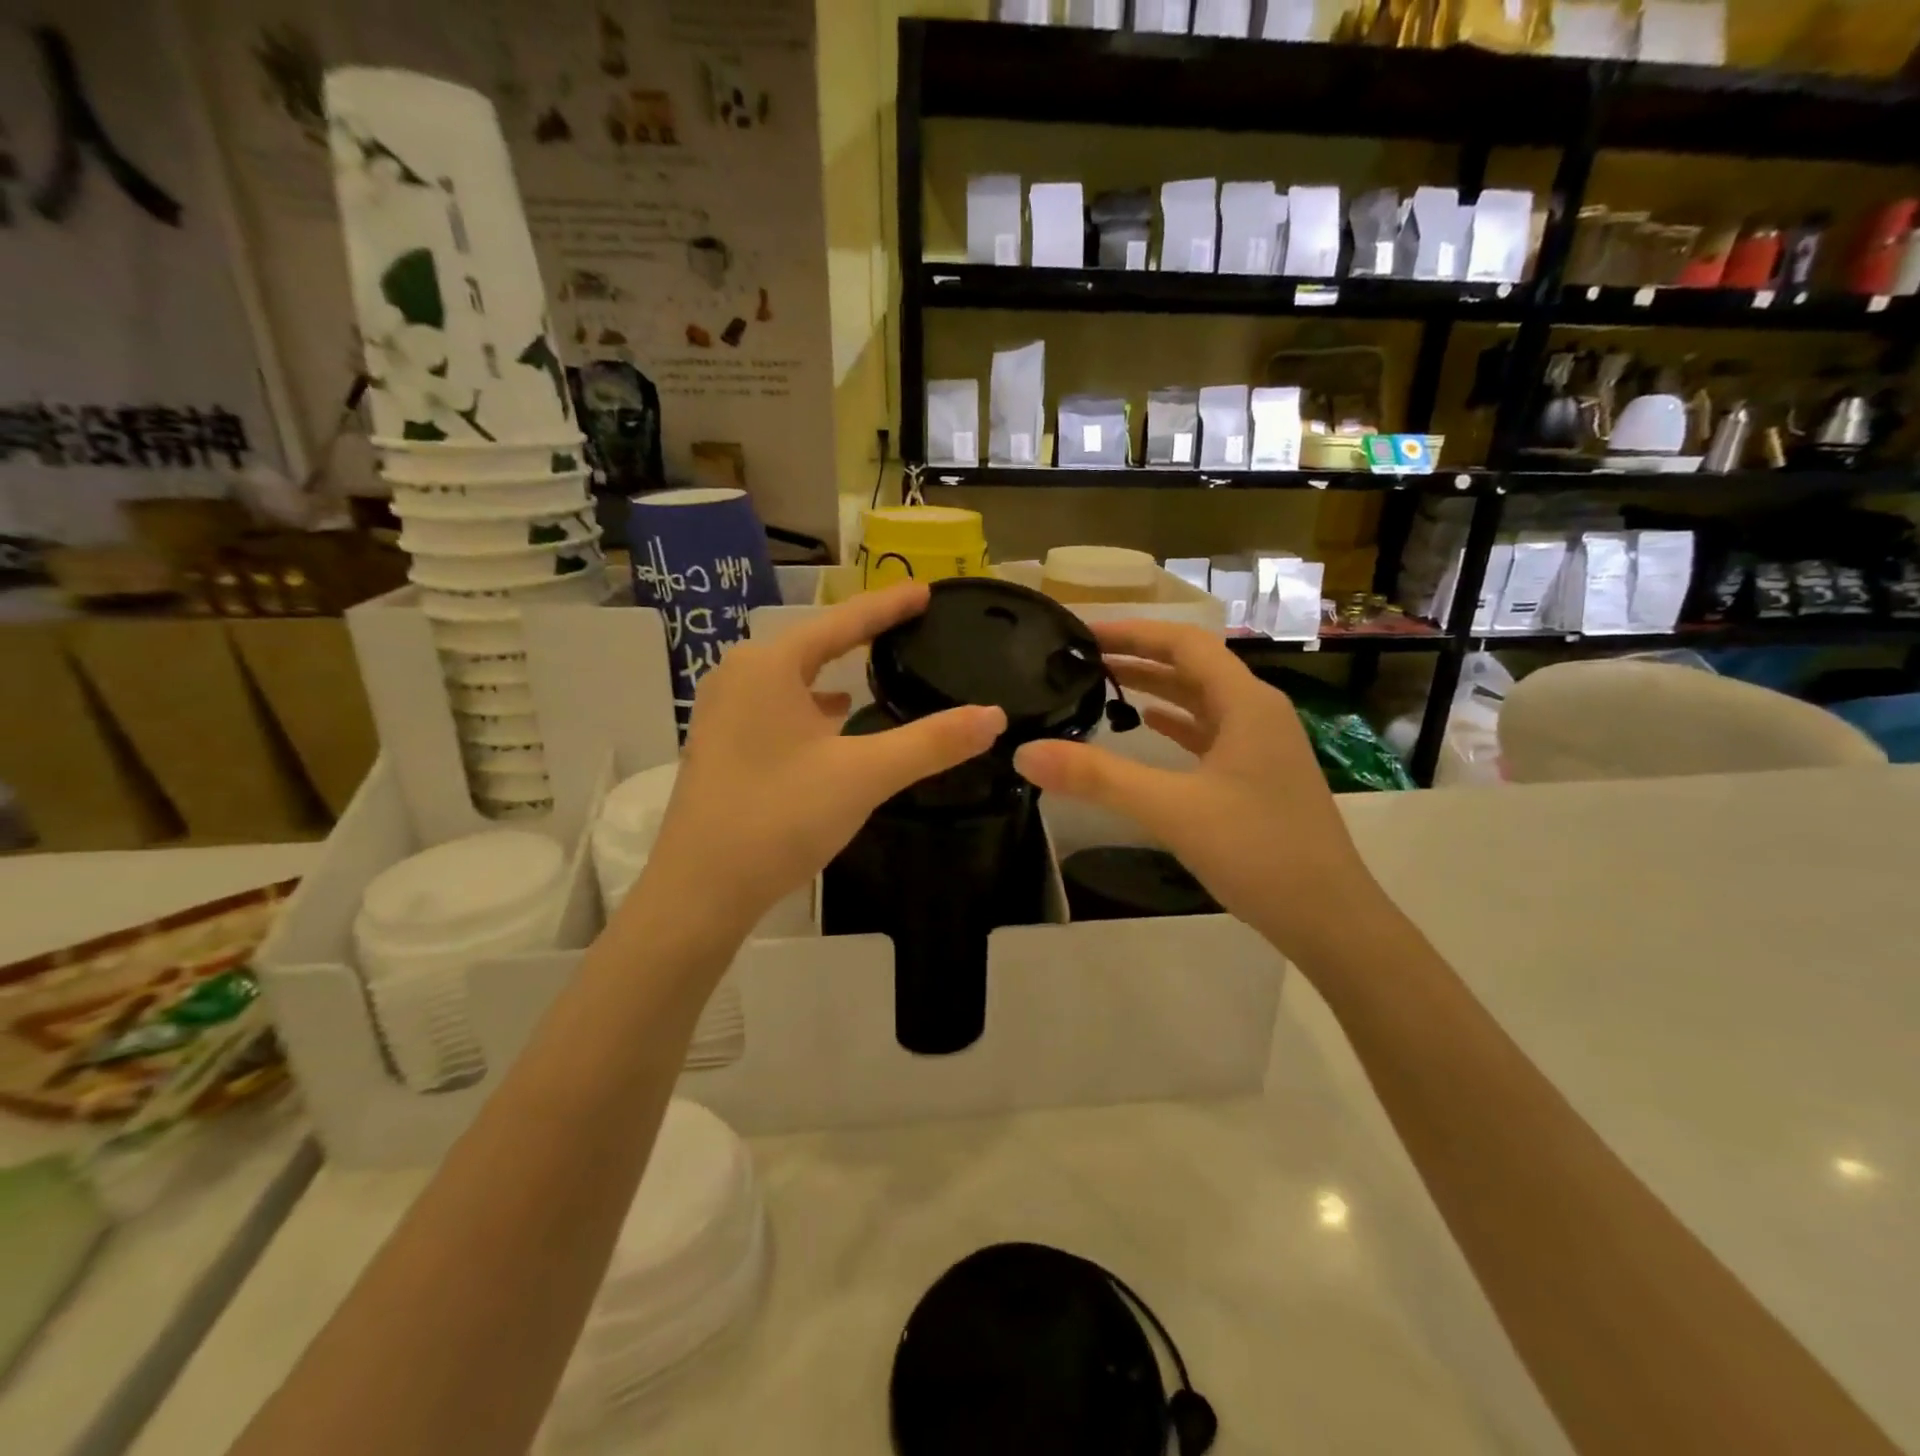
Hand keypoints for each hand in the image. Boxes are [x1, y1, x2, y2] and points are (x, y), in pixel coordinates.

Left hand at [640, 582, 1005, 936]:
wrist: (700, 891)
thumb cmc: (780, 818)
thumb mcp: (864, 775)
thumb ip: (931, 743)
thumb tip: (994, 716)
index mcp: (768, 666)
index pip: (842, 622)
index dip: (888, 605)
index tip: (926, 589)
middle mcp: (739, 676)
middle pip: (814, 643)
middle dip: (860, 634)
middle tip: (907, 624)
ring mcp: (723, 712)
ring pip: (792, 677)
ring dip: (833, 670)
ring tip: (875, 667)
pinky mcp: (721, 745)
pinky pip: (777, 706)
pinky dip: (811, 705)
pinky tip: (833, 720)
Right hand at [1012, 619, 1380, 959]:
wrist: (1329, 917)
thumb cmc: (1258, 852)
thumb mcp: (1171, 810)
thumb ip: (1098, 778)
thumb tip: (1026, 753)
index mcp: (1247, 703)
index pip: (1184, 643)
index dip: (1133, 632)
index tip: (1084, 633)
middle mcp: (1258, 712)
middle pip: (1193, 666)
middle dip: (1139, 657)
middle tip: (1084, 658)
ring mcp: (1262, 745)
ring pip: (1202, 700)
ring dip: (1156, 688)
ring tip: (1105, 684)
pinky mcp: (1258, 775)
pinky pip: (1210, 732)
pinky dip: (1176, 723)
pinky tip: (1148, 727)